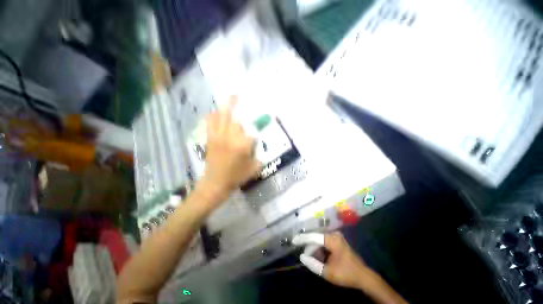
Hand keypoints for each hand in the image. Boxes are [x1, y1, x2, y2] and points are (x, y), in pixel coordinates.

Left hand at [198, 96, 260, 202]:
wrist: (215, 183)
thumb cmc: (236, 177)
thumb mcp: (254, 168)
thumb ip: (259, 155)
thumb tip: (259, 144)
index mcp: (242, 146)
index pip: (251, 130)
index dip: (257, 123)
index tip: (262, 118)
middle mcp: (230, 138)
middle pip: (233, 118)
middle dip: (236, 105)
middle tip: (238, 95)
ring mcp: (218, 137)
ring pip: (221, 117)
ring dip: (225, 106)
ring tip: (230, 98)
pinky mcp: (210, 139)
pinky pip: (210, 123)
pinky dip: (213, 115)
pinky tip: (217, 112)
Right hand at [293, 232, 369, 288]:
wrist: (364, 277)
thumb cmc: (346, 274)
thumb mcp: (328, 272)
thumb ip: (313, 264)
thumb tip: (302, 257)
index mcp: (332, 240)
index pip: (313, 237)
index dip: (302, 238)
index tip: (293, 240)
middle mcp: (334, 235)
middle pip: (316, 239)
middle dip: (310, 249)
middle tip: (306, 258)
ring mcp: (337, 237)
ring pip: (320, 241)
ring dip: (316, 250)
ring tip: (315, 261)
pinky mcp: (338, 241)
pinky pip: (325, 243)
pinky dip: (321, 250)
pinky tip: (322, 258)